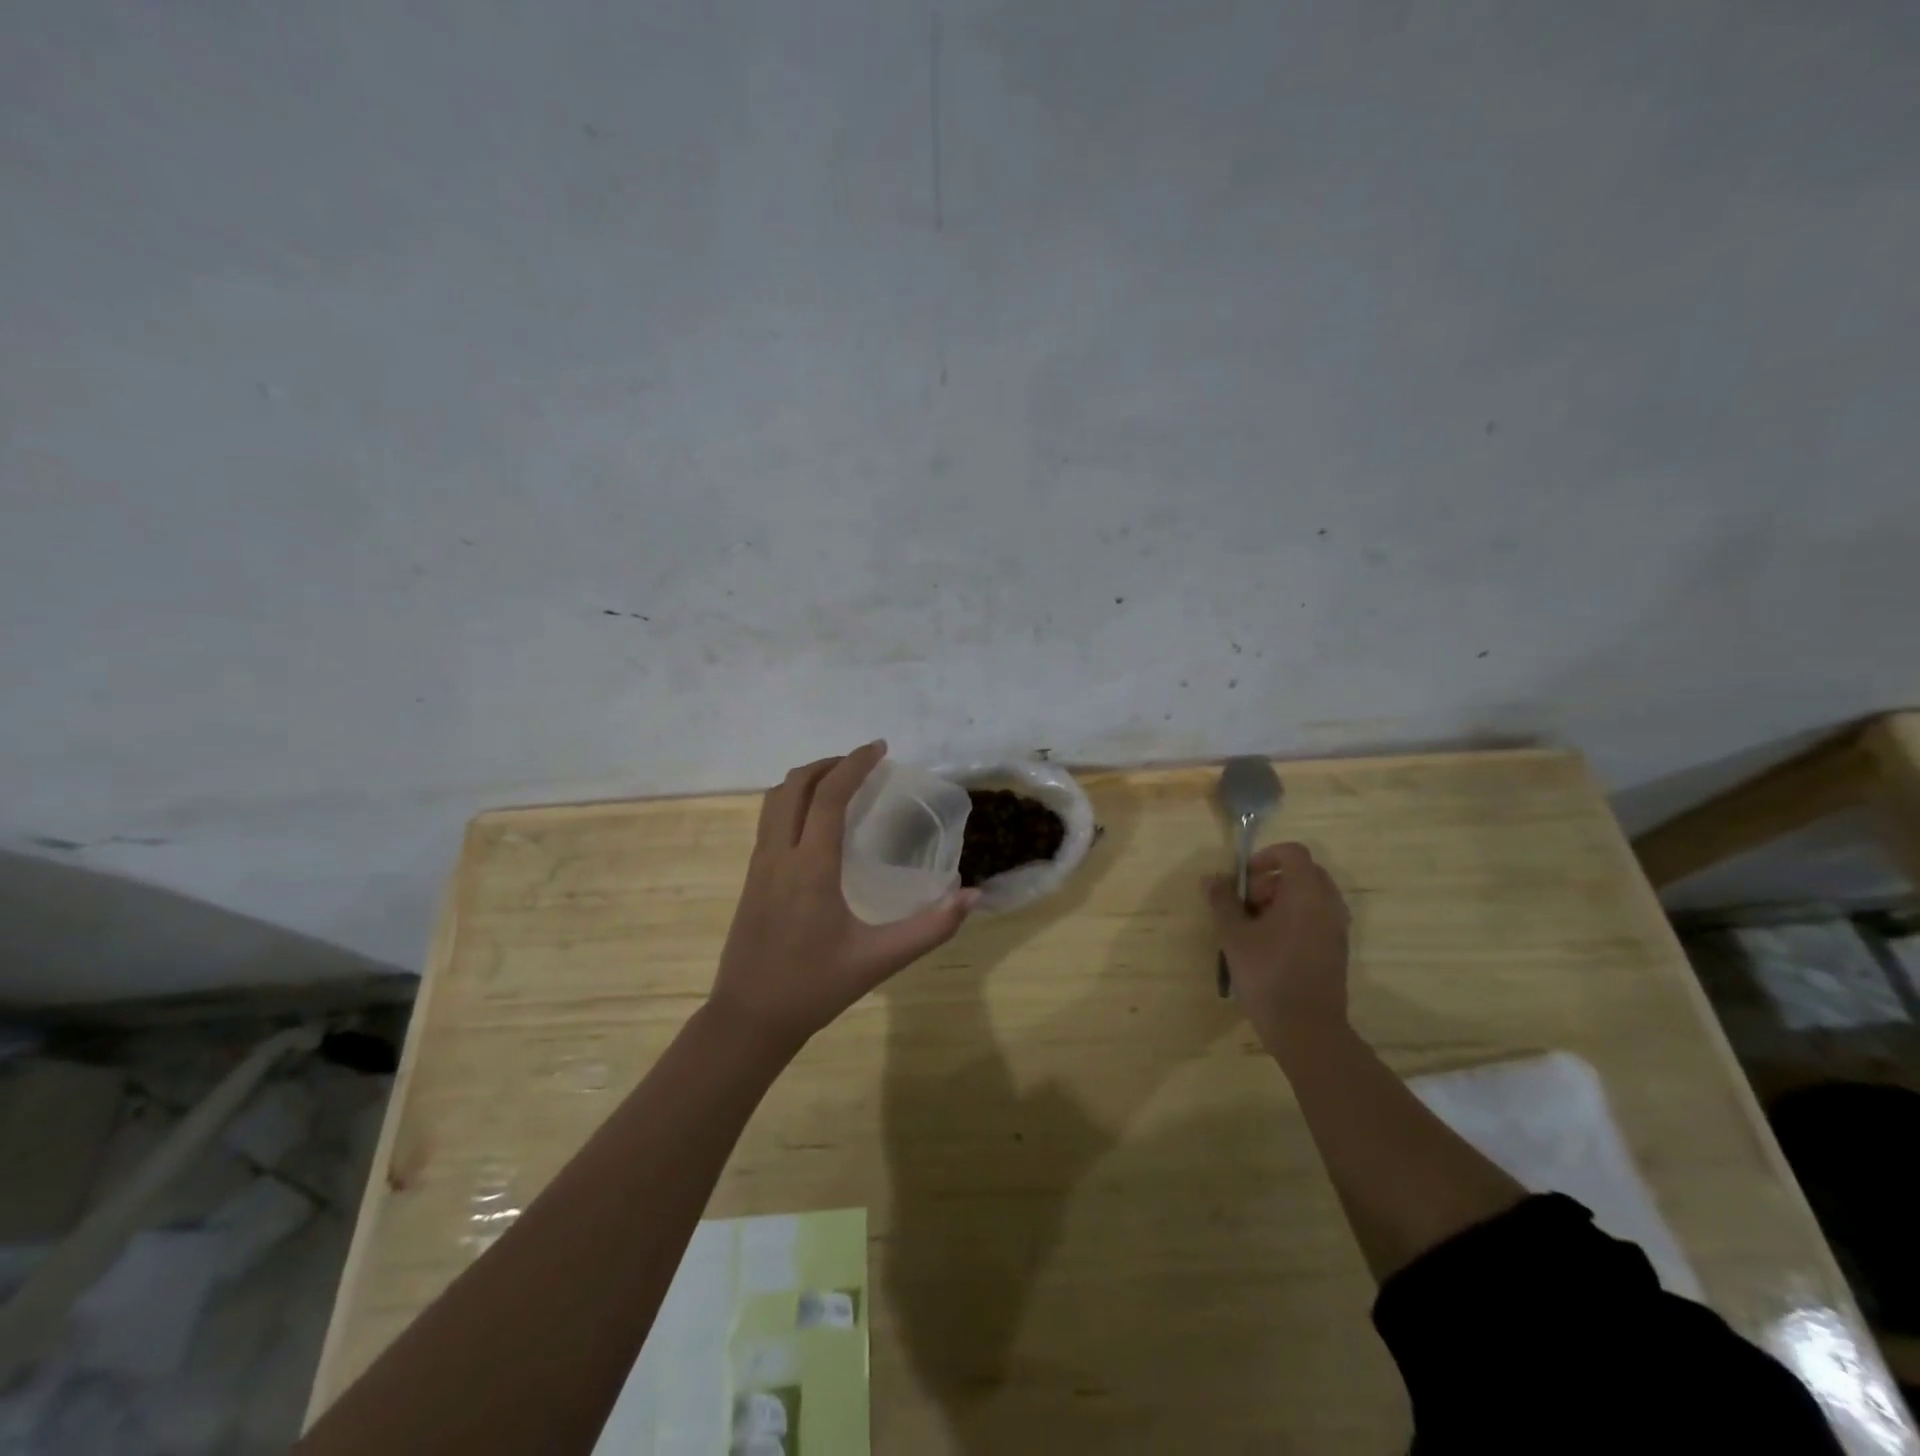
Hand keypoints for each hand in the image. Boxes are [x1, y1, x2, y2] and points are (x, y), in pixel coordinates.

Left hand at [709, 742, 978, 1049]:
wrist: (749, 1018)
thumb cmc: (815, 987)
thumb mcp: (880, 960)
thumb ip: (931, 928)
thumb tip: (972, 895)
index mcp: (810, 868)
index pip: (828, 796)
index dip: (854, 764)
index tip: (880, 748)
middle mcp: (779, 855)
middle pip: (794, 786)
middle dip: (829, 764)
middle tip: (864, 763)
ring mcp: (758, 865)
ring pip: (775, 800)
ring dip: (807, 780)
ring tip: (841, 783)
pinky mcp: (751, 877)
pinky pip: (769, 820)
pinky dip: (793, 801)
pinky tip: (816, 822)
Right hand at [1207, 842, 1351, 1054]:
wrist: (1306, 1029)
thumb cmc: (1267, 974)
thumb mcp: (1234, 935)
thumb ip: (1222, 901)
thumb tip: (1212, 878)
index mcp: (1306, 893)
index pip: (1293, 853)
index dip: (1266, 857)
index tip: (1244, 879)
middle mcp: (1328, 904)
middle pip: (1303, 873)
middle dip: (1272, 880)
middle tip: (1247, 905)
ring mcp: (1337, 928)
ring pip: (1310, 897)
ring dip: (1282, 901)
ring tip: (1256, 927)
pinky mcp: (1337, 949)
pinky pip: (1317, 917)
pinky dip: (1295, 919)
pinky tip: (1271, 946)